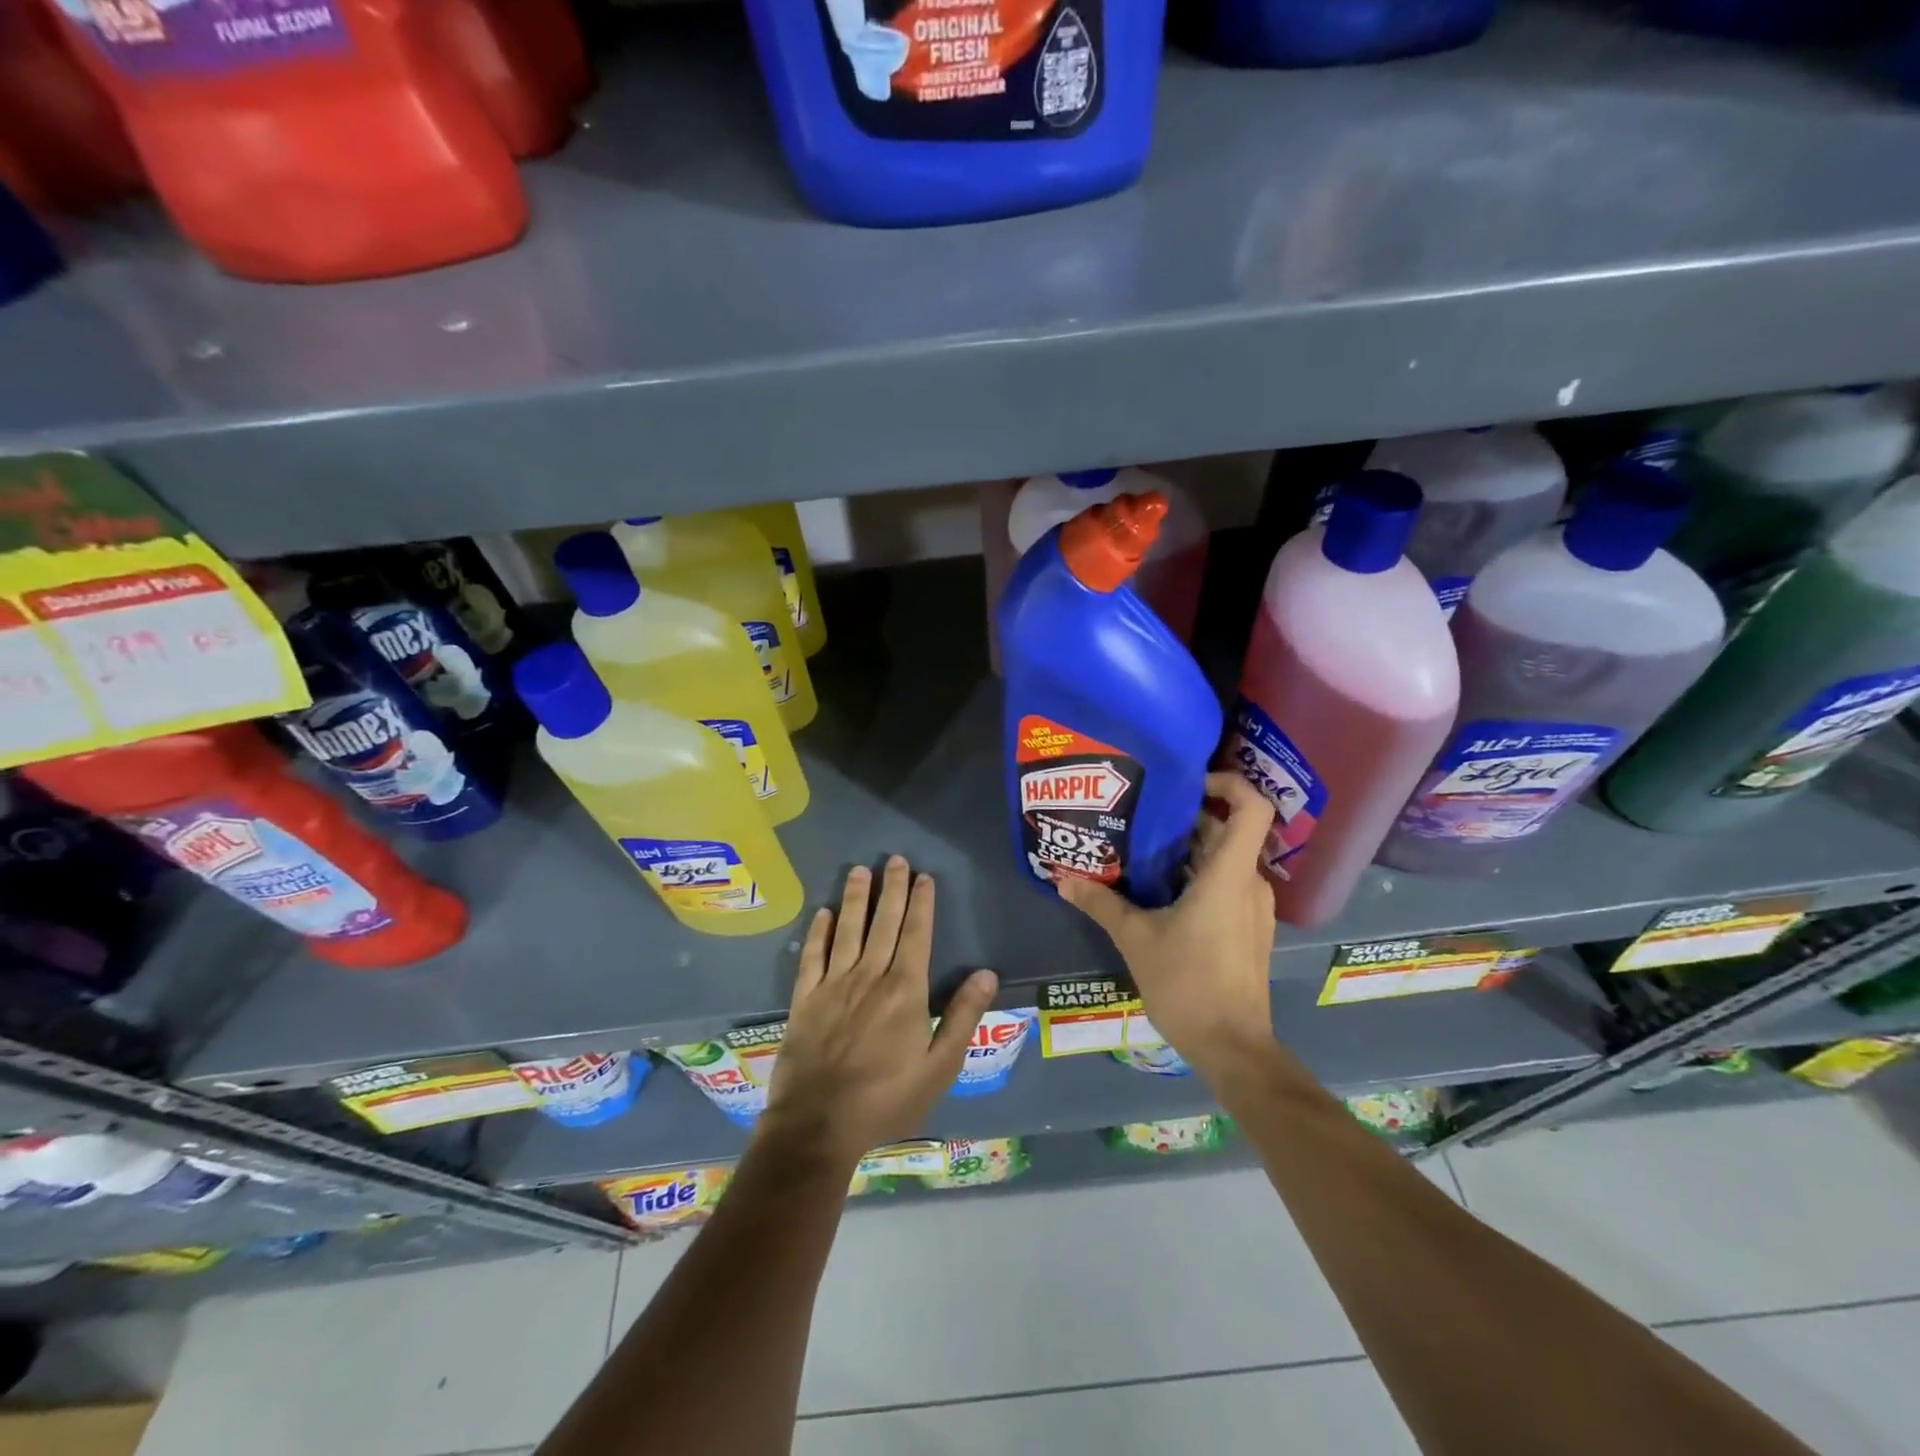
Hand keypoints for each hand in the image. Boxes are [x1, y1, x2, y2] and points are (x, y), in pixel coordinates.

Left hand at [760, 856, 998, 1169]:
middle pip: (883, 923)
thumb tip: (986, 973)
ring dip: (855, 898)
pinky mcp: (804, 1000)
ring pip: (848, 930)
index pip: (916, 935)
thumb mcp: (939, 1067)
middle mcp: (869, 977)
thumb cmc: (886, 1100)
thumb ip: (962, 1017)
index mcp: (905, 991)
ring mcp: (833, 985)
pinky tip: (824, 913)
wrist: (818, 1126)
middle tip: (895, 859)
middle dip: (891, 889)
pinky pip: (812, 957)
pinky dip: (819, 932)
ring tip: (860, 870)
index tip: (924, 877)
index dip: (921, 904)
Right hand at [1054, 772, 1278, 1076]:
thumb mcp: (1136, 940)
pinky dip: (1198, 875)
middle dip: (1189, 817)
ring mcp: (1253, 908)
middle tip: (1143, 812)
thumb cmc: (1188, 984)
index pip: (1252, 808)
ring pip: (1225, 860)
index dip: (1228, 782)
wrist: (1232, 1046)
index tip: (1189, 782)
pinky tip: (1159, 888)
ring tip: (1143, 846)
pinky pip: (1226, 885)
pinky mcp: (1248, 929)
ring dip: (1190, 848)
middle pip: (1229, 831)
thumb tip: (1062, 880)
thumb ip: (1101, 904)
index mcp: (1229, 875)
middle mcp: (1249, 884)